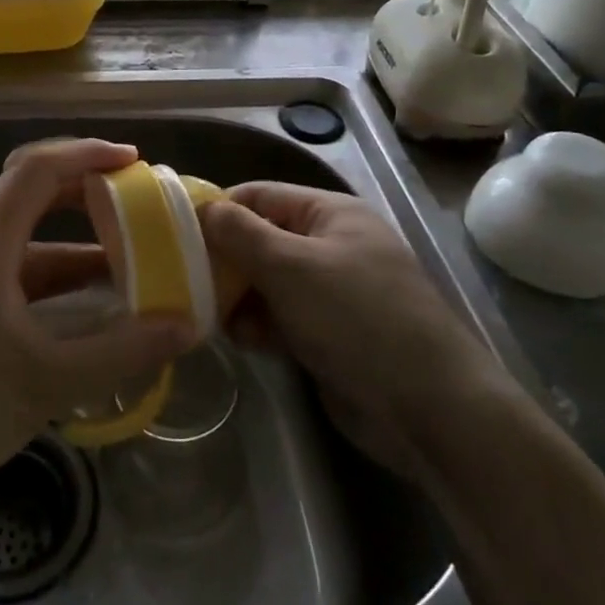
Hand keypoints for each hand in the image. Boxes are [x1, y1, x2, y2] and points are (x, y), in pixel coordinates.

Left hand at [0, 139, 196, 510]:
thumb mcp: (48, 379)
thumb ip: (122, 351)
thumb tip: (187, 325)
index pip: (36, 170)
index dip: (86, 155)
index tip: (134, 161)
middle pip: (30, 192)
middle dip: (84, 189)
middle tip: (136, 198)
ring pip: (28, 236)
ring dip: (76, 240)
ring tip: (130, 254)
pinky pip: (21, 270)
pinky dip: (60, 275)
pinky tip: (94, 301)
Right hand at [202, 183, 507, 473]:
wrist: (427, 408)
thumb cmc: (356, 317)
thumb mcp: (291, 266)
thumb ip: (241, 234)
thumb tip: (203, 208)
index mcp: (330, 213)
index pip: (260, 195)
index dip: (219, 209)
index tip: (176, 233)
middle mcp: (330, 246)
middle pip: (261, 239)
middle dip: (225, 260)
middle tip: (187, 281)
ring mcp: (331, 292)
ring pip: (266, 282)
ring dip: (238, 297)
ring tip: (212, 316)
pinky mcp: (328, 334)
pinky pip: (281, 317)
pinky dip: (259, 325)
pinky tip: (243, 341)